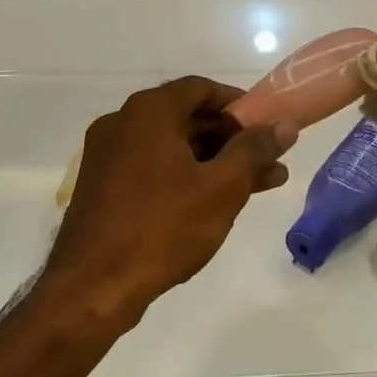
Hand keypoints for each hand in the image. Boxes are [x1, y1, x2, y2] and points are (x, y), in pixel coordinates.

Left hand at [49, 77, 296, 325]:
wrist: (92, 287)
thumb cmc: (162, 227)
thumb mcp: (221, 188)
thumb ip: (255, 151)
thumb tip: (284, 125)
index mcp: (148, 112)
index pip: (201, 88)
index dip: (239, 104)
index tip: (266, 126)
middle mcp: (122, 123)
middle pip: (187, 118)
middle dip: (232, 140)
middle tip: (270, 162)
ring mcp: (107, 156)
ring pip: (172, 148)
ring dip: (214, 162)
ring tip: (257, 187)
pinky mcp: (102, 188)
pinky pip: (152, 169)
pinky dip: (185, 177)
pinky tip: (214, 204)